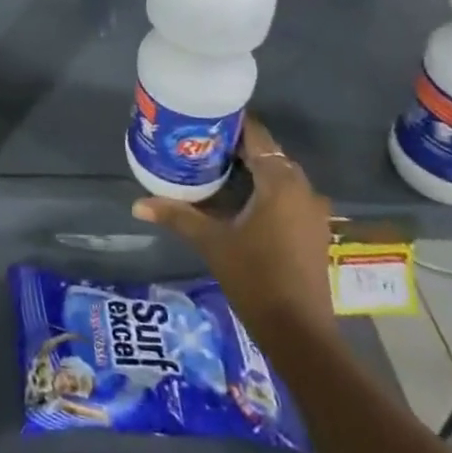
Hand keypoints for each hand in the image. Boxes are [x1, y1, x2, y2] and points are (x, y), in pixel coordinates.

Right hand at [132, 115, 335, 345]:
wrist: (299, 332)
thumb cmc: (255, 277)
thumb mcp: (212, 242)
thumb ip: (177, 216)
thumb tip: (137, 204)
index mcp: (281, 182)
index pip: (257, 135)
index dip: (230, 124)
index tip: (201, 120)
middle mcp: (303, 188)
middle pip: (268, 154)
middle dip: (235, 147)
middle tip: (199, 144)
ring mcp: (312, 211)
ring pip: (279, 175)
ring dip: (251, 169)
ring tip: (212, 168)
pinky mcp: (313, 230)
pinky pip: (287, 195)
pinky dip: (264, 190)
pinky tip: (237, 199)